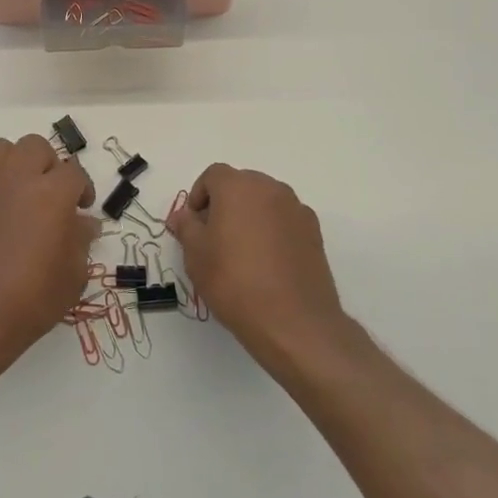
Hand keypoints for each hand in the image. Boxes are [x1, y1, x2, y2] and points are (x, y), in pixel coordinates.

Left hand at [0, 134, 97, 372]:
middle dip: (49, 166)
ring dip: (15, 163)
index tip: (81, 209)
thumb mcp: (73, 275)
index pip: (75, 172)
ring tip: (20, 191)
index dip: (82, 188)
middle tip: (52, 195)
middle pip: (37, 147)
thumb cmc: (31, 298)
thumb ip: (81, 240)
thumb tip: (84, 223)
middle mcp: (19, 176)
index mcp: (53, 193)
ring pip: (2, 148)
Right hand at [168, 164, 346, 369]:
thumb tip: (183, 216)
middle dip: (224, 204)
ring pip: (264, 202)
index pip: (213, 175)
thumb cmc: (234, 281)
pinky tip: (267, 263)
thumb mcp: (196, 255)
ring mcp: (296, 209)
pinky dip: (272, 231)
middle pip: (240, 184)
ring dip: (249, 216)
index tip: (194, 226)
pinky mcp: (314, 233)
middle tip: (214, 238)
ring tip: (241, 253)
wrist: (293, 322)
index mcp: (238, 187)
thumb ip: (186, 227)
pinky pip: (284, 220)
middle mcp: (270, 188)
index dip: (198, 196)